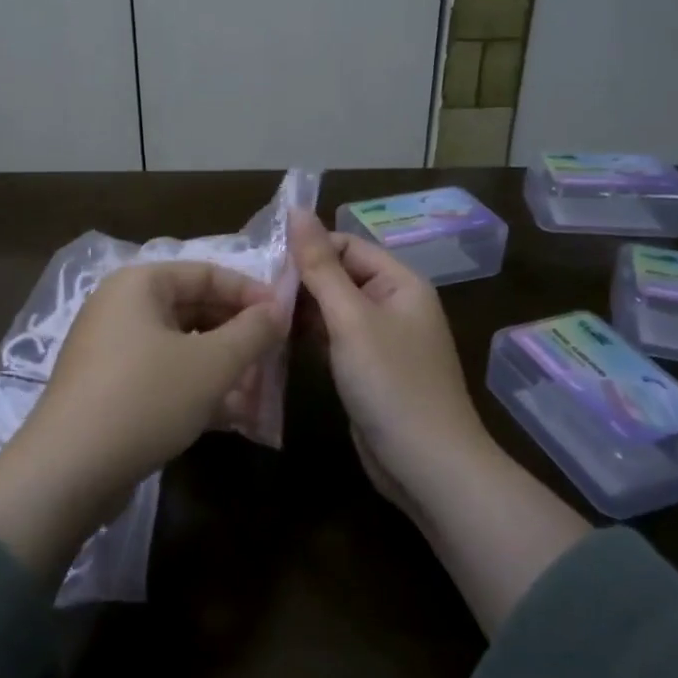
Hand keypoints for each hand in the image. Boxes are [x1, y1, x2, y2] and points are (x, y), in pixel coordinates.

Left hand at [0, 262, 284, 585]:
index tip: (286, 317)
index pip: (207, 273)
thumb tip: (280, 308)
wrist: (69, 470)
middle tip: (276, 358)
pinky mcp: (110, 389)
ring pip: (181, 347)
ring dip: (222, 367)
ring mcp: (112, 349)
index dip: (250, 293)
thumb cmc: (146, 398)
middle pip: (194, 309)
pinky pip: (163, 376)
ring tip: (260, 392)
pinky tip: (232, 416)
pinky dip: (196, 389)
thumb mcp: (211, 364)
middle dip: (238, 335)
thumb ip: (252, 332)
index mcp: (140, 284)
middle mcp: (121, 308)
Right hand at [289, 208, 589, 635]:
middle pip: (339, 275)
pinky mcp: (368, 368)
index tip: (262, 258)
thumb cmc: (391, 383)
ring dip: (300, 307)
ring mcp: (381, 339)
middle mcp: (393, 304)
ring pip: (333, 308)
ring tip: (255, 308)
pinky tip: (276, 336)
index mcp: (400, 283)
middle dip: (300, 279)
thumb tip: (298, 211)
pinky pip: (334, 338)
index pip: (346, 245)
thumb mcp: (351, 319)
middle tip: (250, 286)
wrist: (428, 467)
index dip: (308, 247)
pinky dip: (309, 334)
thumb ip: (320, 266)